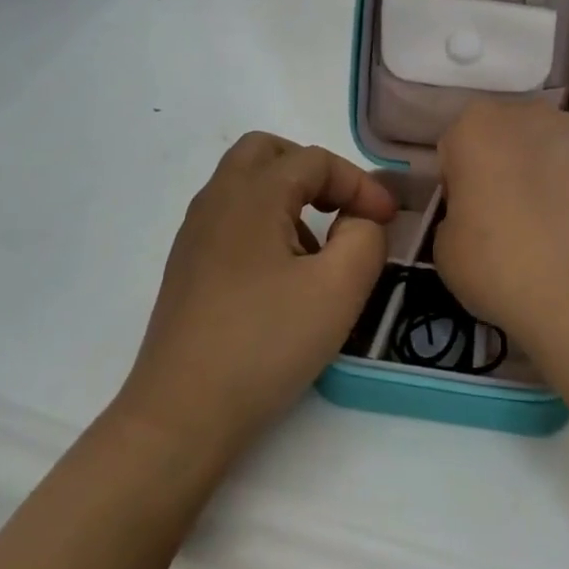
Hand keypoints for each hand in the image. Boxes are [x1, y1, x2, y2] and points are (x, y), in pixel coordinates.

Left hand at [116, 133, 395, 460]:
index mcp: (251, 194)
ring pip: (246, 184)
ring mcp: (195, 234)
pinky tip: (283, 276)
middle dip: (314, 171)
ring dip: (289, 197)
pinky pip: (232, 218)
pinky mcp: (187, 267)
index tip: (387, 220)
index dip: (359, 183)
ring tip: (318, 249)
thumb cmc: (265, 343)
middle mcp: (216, 201)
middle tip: (342, 208)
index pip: (314, 160)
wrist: (181, 415)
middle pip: (267, 153)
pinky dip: (266, 223)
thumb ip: (365, 238)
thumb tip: (360, 220)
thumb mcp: (338, 289)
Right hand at [434, 100, 568, 356]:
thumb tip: (478, 215)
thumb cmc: (506, 269)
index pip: (460, 147)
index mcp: (476, 127)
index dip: (465, 183)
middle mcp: (532, 114)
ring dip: (557, 173)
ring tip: (567, 231)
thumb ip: (456, 215)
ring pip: (560, 145)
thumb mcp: (446, 252)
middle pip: (512, 136)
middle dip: (512, 167)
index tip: (475, 219)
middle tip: (518, 222)